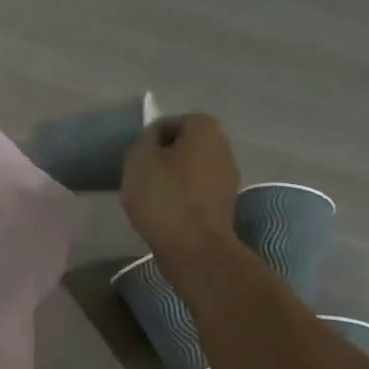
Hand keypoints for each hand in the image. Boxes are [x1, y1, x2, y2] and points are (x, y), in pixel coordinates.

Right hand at [121, 114, 243, 268]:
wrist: (195, 247)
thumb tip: (154, 137)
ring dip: (176, 176)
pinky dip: (184, 195)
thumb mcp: (139, 160)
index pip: (177, 121)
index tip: (139, 152)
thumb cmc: (164, 197)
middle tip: (144, 170)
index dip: (156, 134)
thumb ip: (145, 140)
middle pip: (190, 144)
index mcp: (205, 131)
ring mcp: (228, 178)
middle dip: (167, 154)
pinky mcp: (225, 204)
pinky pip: (199, 190)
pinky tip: (166, 209)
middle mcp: (224, 148)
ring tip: (152, 192)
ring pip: (195, 168)